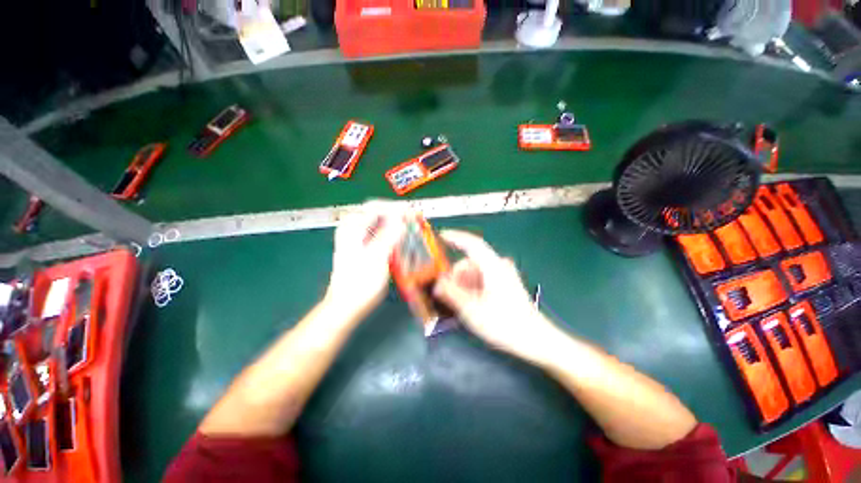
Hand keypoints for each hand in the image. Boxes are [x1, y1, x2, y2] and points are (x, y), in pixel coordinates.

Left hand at [324, 203, 406, 320]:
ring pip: (378, 221)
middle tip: (413, 219)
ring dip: (395, 222)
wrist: (346, 305)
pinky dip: (391, 232)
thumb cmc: (360, 284)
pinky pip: (378, 232)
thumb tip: (401, 218)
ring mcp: (356, 238)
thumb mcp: (377, 258)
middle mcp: (352, 228)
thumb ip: (389, 236)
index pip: (377, 207)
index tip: (413, 213)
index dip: (397, 208)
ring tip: (410, 226)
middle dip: (396, 213)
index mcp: (352, 228)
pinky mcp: (362, 247)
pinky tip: (400, 238)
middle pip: (377, 211)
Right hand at [433, 230, 562, 364]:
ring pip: (476, 271)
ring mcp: (504, 274)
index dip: (455, 237)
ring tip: (460, 302)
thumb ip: (452, 293)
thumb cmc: (504, 324)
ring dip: (464, 283)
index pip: (471, 243)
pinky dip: (473, 286)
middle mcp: (499, 265)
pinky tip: (470, 301)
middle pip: (470, 261)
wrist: (535, 339)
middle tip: (446, 292)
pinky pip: (484, 278)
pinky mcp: (506, 283)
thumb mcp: (472, 309)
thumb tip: (438, 283)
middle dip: (456, 274)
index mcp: (492, 266)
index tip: (441, 236)